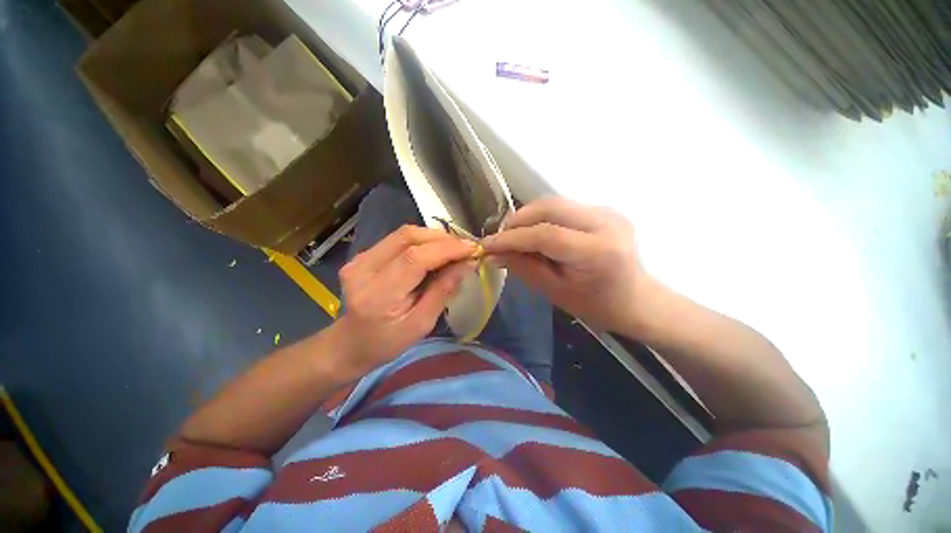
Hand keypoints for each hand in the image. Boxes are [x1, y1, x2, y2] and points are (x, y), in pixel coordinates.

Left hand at [332, 225, 476, 375]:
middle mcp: (363, 270)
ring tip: (453, 248)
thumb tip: (467, 264)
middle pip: (408, 238)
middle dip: (442, 238)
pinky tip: (434, 250)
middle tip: (465, 247)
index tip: (472, 249)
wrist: (351, 343)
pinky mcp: (361, 255)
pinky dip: (421, 241)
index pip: (415, 258)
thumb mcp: (422, 324)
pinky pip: (397, 239)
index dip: (447, 249)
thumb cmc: (388, 342)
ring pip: (403, 234)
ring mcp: (359, 259)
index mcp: (379, 295)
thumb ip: (443, 291)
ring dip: (433, 237)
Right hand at [482, 197, 651, 333]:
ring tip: (514, 235)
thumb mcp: (556, 292)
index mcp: (597, 251)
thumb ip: (524, 268)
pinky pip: (564, 207)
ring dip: (528, 216)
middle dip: (518, 220)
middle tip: (500, 237)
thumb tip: (494, 254)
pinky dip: (542, 216)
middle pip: (550, 207)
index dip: (512, 238)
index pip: (545, 234)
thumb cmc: (596, 305)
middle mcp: (605, 222)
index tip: (488, 244)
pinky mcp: (604, 209)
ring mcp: (607, 211)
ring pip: (555, 202)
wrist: (637, 299)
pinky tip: (534, 231)